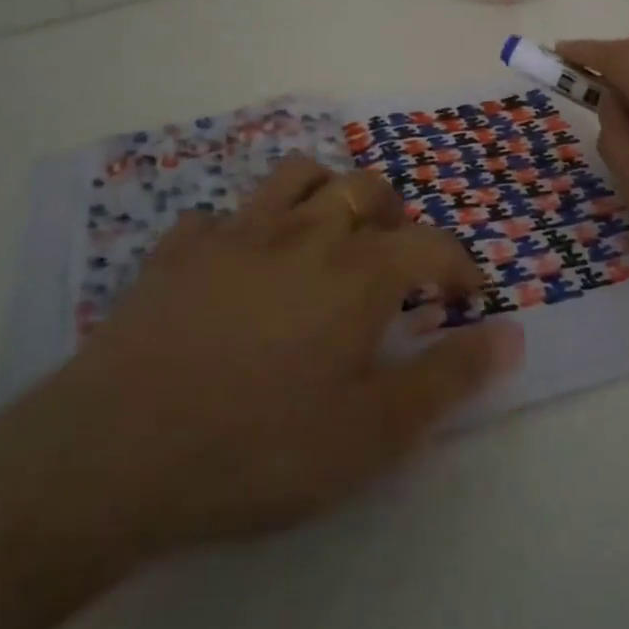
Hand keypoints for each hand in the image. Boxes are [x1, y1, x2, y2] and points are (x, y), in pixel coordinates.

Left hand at [0, 158, 523, 577]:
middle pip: (368, 189)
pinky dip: (243, 230)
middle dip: (396, 215)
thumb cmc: (260, 447)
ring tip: (330, 231)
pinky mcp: (178, 250)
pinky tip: (237, 266)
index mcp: (359, 271)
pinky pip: (220, 216)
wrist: (116, 453)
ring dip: (327, 192)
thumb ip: (449, 378)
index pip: (433, 243)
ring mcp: (237, 233)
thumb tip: (512, 333)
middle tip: (398, 255)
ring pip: (297, 175)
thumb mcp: (373, 433)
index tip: (469, 293)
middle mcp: (306, 232)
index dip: (461, 264)